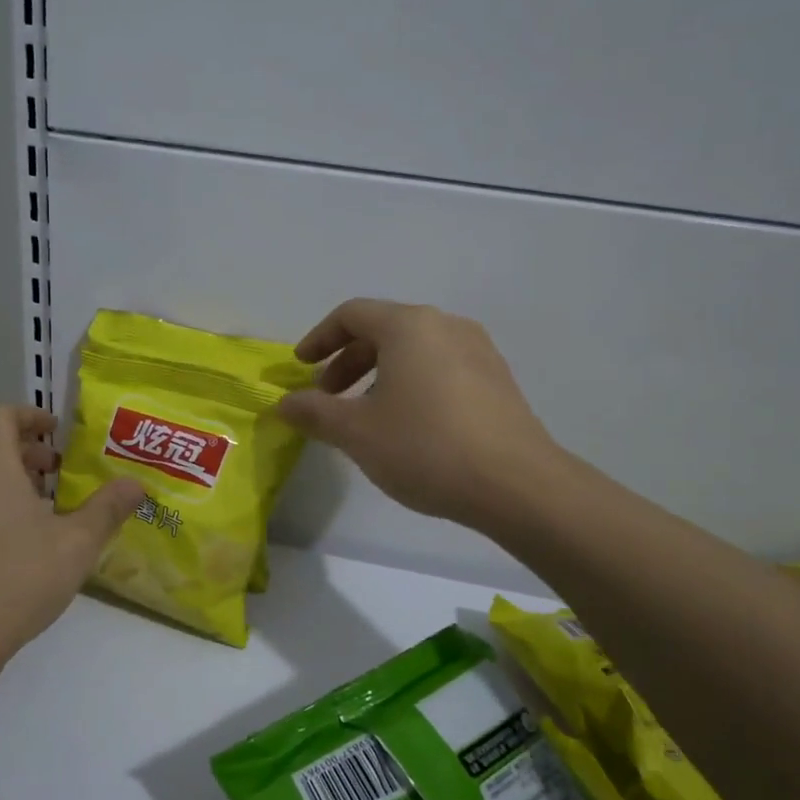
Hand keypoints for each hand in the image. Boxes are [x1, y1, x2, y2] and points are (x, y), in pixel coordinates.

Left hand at [0, 406, 142, 699]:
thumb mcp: (76, 545)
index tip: (55, 431)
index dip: (30, 414)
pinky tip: (8, 549)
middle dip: (23, 452)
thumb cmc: (17, 580)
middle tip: (55, 473)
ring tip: (36, 512)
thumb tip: (136, 484)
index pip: (1, 415)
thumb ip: (108, 509)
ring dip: (4, 482)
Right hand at [278, 300, 562, 529]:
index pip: (351, 314)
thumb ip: (313, 412)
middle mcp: (446, 325)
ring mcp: (478, 351)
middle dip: (347, 361)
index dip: (319, 338)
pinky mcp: (497, 380)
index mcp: (409, 326)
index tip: (301, 367)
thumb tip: (283, 403)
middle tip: (327, 397)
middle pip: (383, 329)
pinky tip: (407, 425)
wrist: (517, 485)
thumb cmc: (425, 447)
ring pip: (413, 350)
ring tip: (365, 415)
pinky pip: (440, 367)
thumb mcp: (356, 432)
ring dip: (378, 374)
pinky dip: (411, 383)